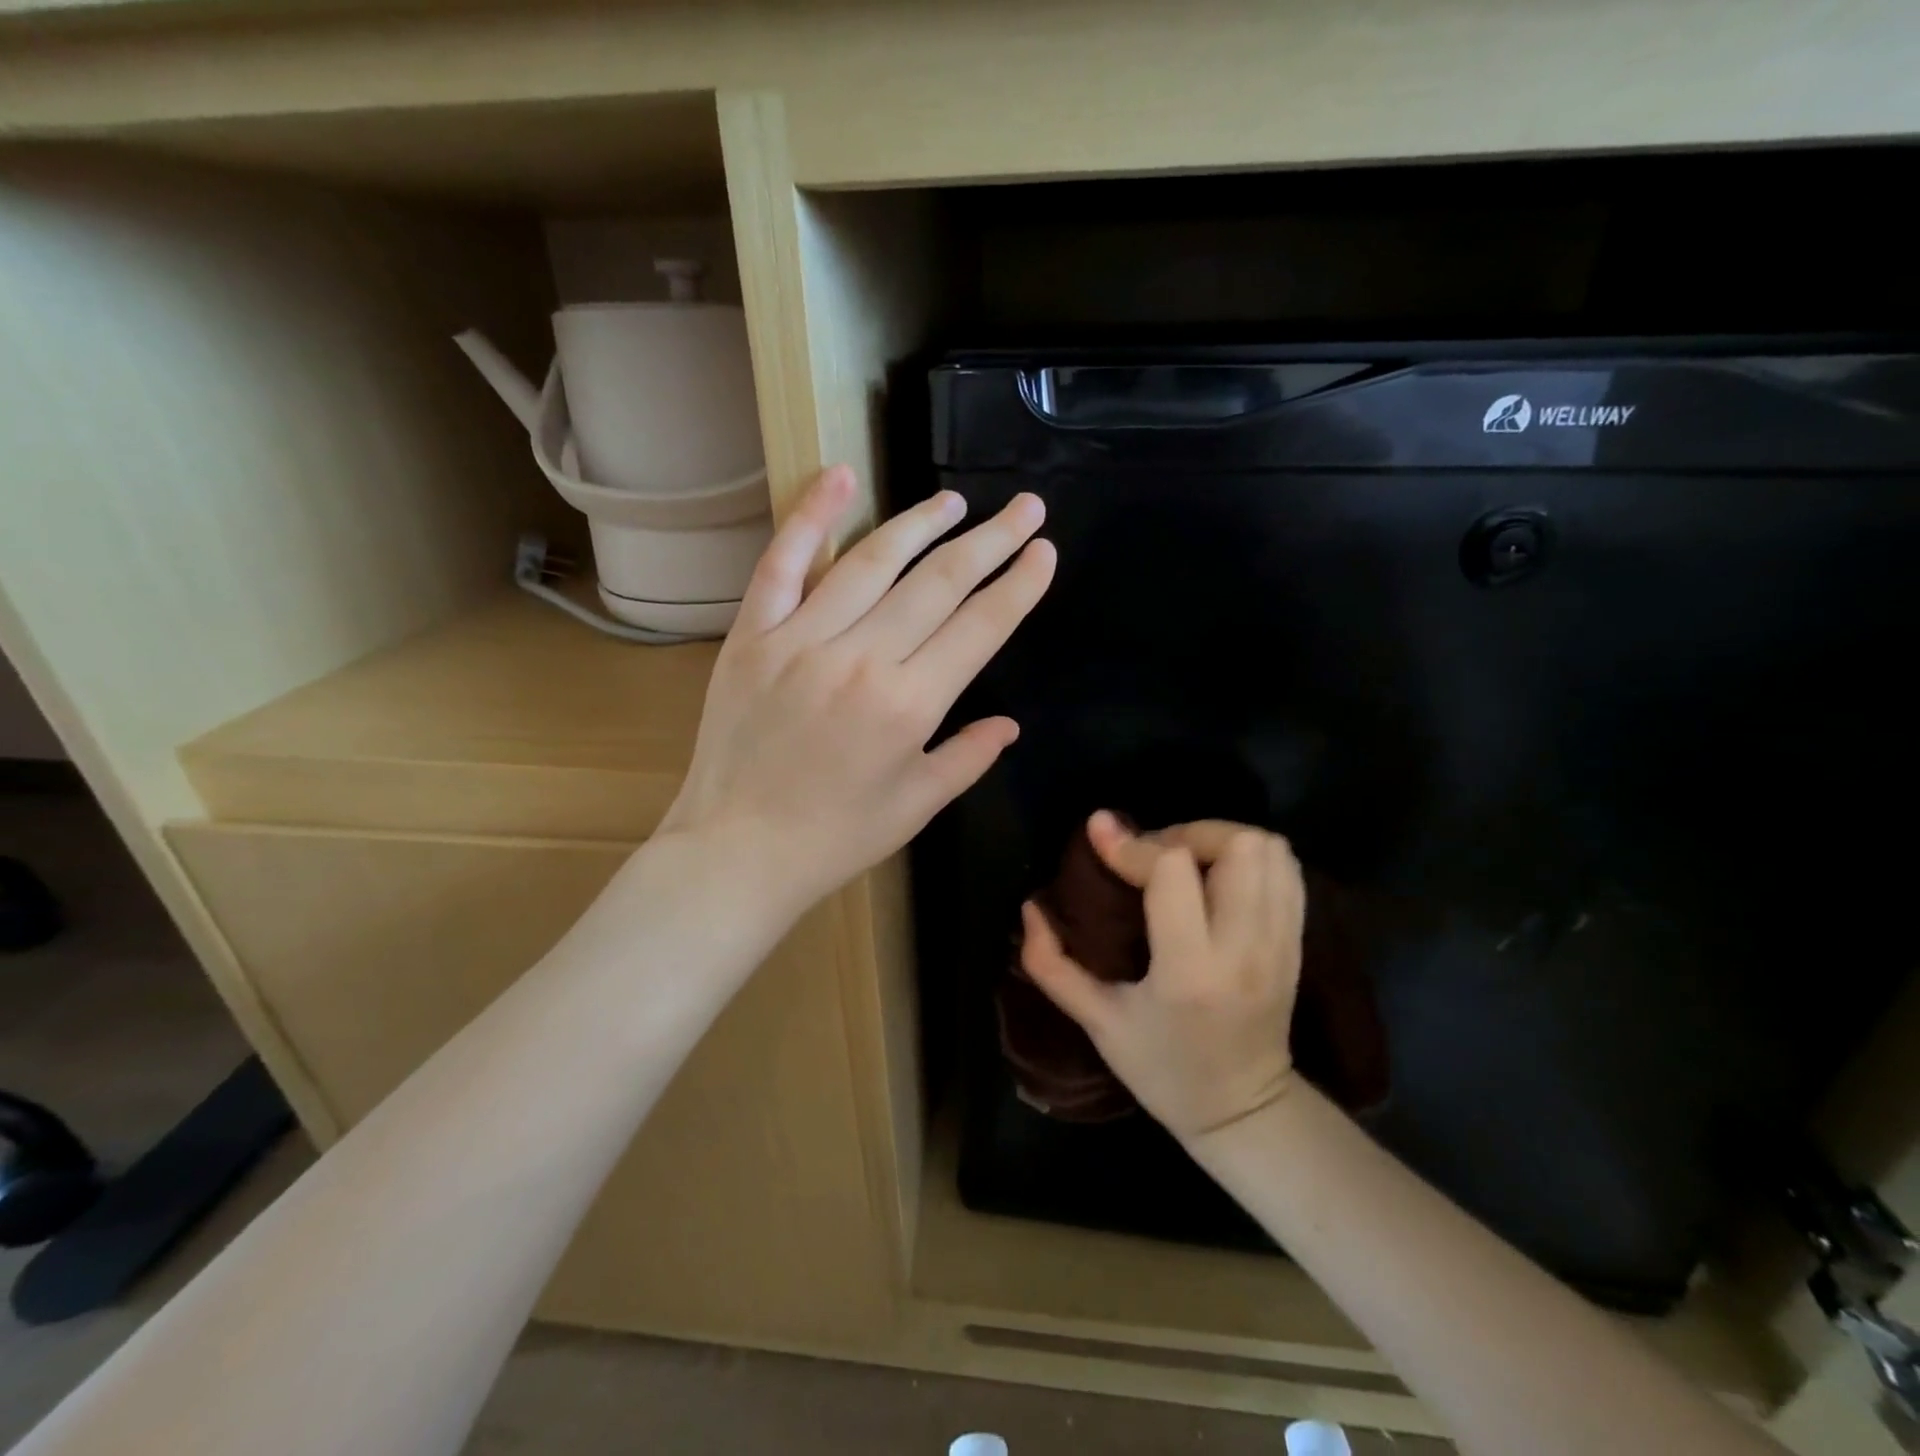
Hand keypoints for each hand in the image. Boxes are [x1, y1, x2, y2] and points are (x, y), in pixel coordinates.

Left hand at [660, 464, 1055, 913]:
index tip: (1042, 551)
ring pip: (872, 562)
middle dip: (990, 541)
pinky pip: (783, 563)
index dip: (1018, 585)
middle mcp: (861, 659)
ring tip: (954, 502)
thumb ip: (968, 758)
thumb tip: (1009, 724)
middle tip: (1024, 507)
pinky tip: (839, 476)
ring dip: (920, 524)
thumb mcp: (916, 806)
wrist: (737, 850)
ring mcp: (801, 640)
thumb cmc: (836, 837)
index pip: (980, 627)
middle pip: (938, 583)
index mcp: (909, 705)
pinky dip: (809, 517)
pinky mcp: (753, 635)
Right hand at [1022, 812, 1305, 1143]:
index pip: (1172, 872)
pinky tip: (1218, 875)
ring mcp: (1280, 943)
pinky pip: (1286, 871)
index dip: (1131, 844)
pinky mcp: (1297, 942)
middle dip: (1186, 833)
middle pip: (1236, 846)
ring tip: (1185, 860)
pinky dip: (1251, 856)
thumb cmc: (1162, 1070)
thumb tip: (1030, 908)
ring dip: (1220, 839)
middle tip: (1153, 853)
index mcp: (1190, 971)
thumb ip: (1052, 965)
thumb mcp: (1097, 1023)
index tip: (1099, 831)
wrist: (1243, 1114)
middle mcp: (1244, 948)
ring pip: (1269, 850)